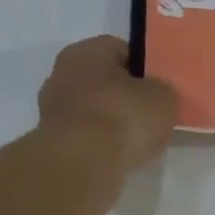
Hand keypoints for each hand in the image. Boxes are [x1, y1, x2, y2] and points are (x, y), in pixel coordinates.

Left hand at [37, 36, 177, 191]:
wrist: (82, 165)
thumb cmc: (122, 117)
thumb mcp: (163, 97)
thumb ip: (162, 90)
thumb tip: (156, 94)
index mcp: (86, 51)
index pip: (119, 49)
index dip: (142, 66)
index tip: (159, 86)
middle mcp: (61, 74)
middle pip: (102, 80)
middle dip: (123, 94)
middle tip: (149, 112)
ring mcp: (52, 110)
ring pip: (91, 109)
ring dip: (109, 121)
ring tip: (136, 139)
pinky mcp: (51, 143)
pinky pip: (84, 136)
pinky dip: (99, 143)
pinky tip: (117, 155)